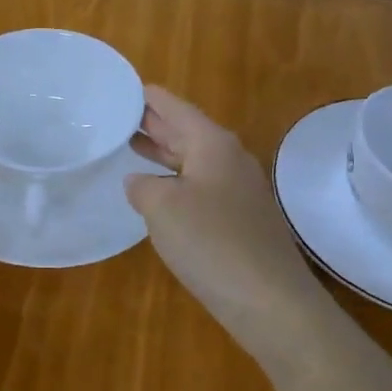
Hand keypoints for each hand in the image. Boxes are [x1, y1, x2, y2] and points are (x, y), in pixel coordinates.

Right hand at [128, 87, 333, 363]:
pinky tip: (158, 193)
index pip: (176, 108)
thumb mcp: (162, 207)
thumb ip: (142, 186)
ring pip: (194, 160)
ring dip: (164, 152)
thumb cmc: (212, 243)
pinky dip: (175, 180)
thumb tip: (139, 182)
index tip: (125, 88)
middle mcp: (229, 159)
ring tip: (131, 145)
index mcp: (213, 144)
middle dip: (154, 123)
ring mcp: (238, 191)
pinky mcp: (241, 220)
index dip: (150, 98)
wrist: (271, 302)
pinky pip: (201, 186)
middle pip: (187, 131)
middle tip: (120, 114)